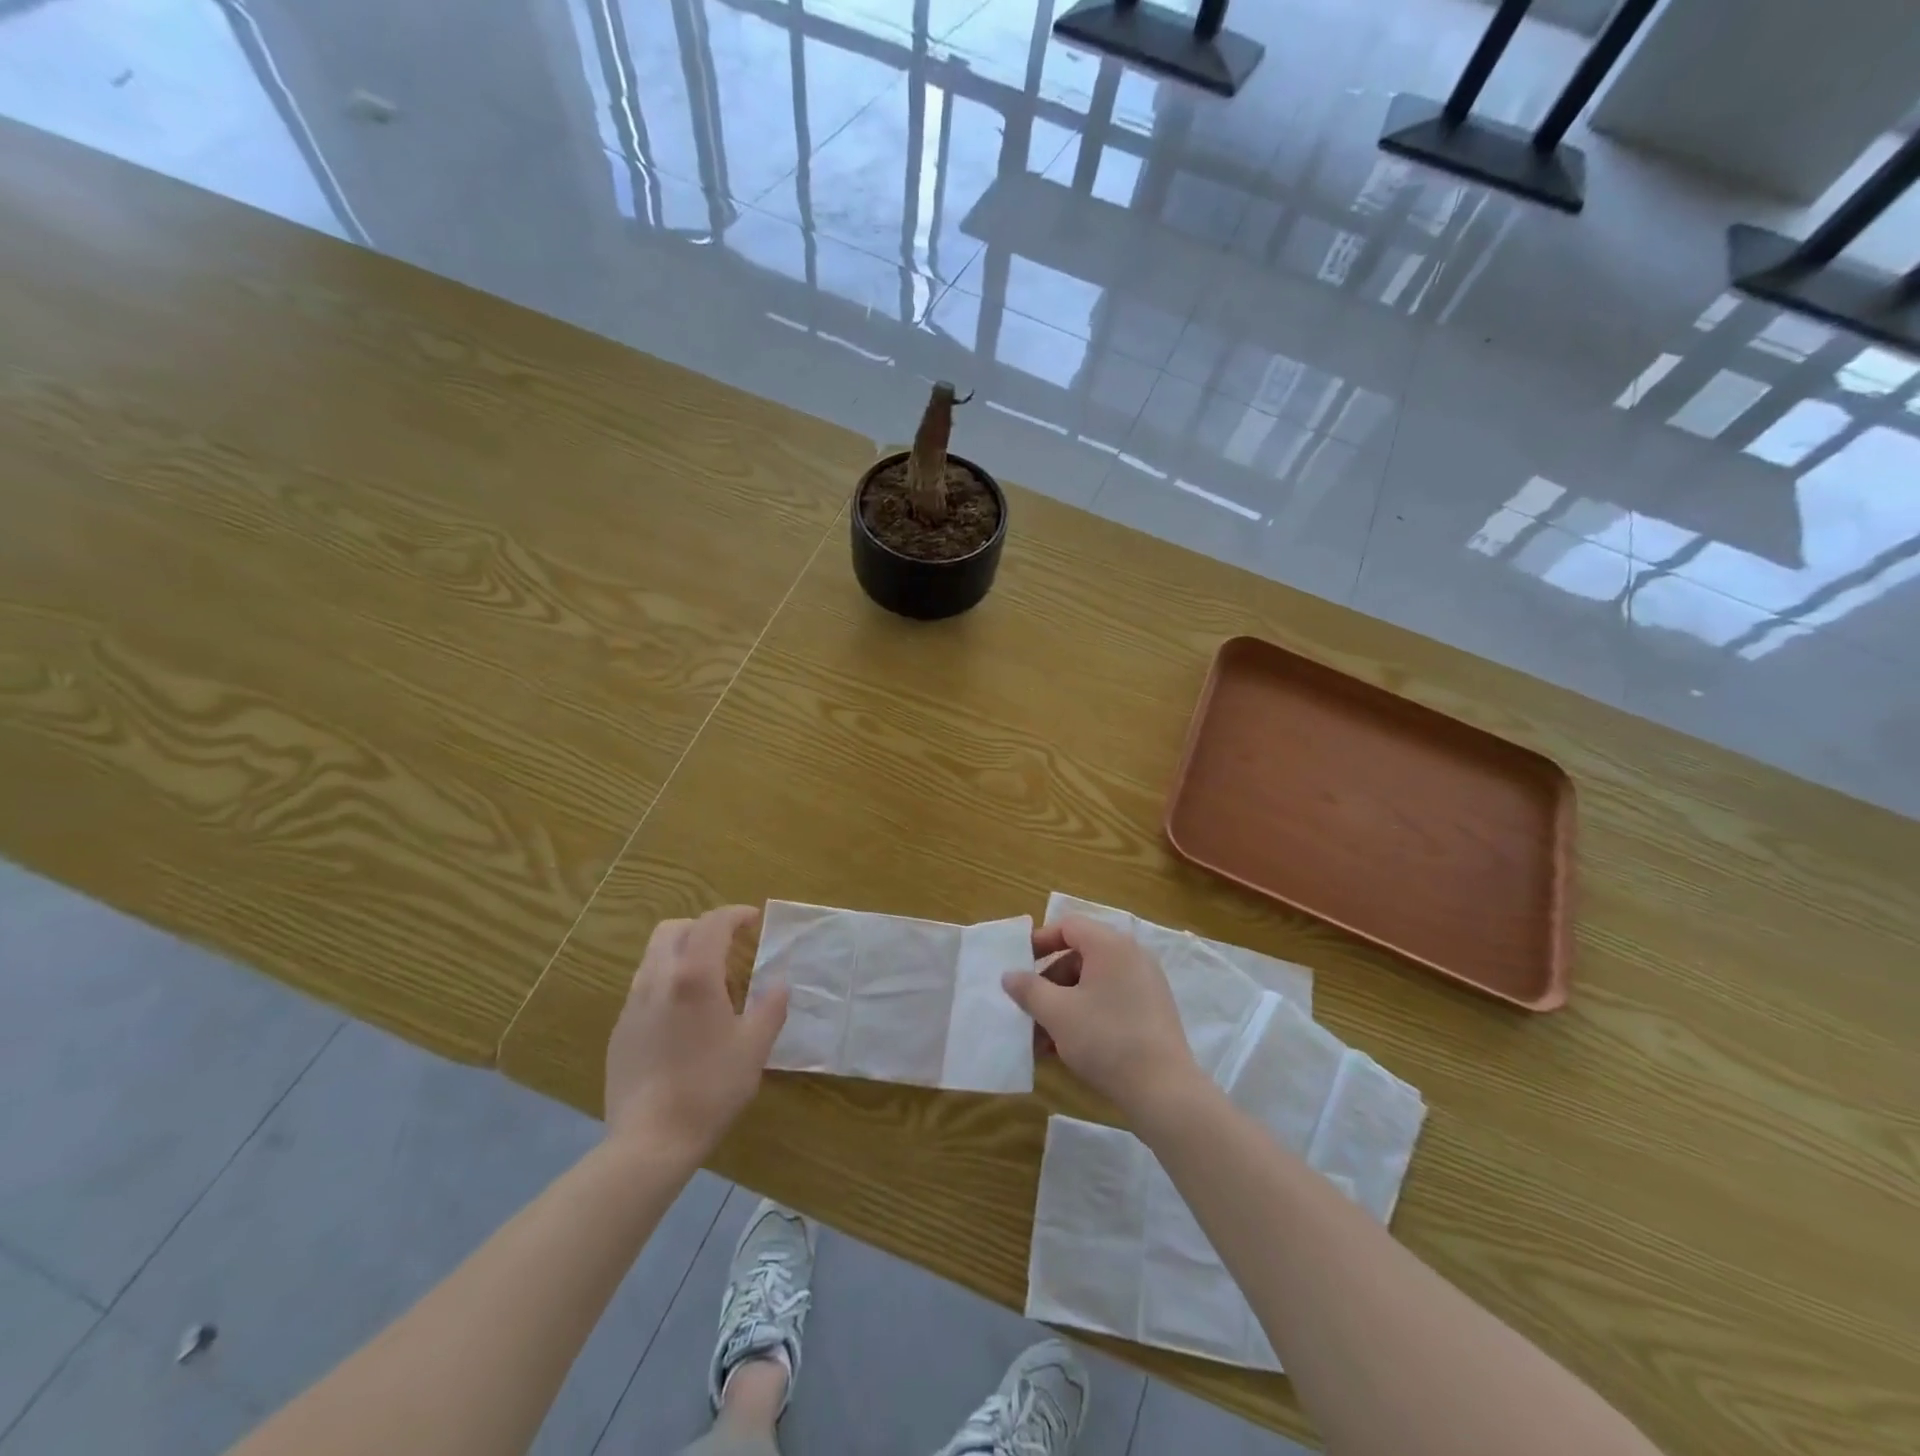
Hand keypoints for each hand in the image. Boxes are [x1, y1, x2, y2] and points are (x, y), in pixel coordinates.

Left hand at [604, 906, 788, 1160]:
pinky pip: (644, 987)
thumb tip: (779, 983)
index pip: (712, 924)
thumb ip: (771, 1007)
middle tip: (728, 944)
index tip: (754, 920)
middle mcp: (658, 979)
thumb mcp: (754, 1047)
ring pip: (654, 957)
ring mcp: (632, 1005)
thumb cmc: (710, 1088)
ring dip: (682, 952)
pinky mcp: (620, 1030)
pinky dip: (667, 982)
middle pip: (673, 929)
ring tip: (708, 979)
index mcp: (694, 976)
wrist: (649, 1141)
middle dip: (702, 926)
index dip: (735, 915)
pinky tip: (683, 1016)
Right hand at [1001, 915, 1202, 1123]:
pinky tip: (1065, 1049)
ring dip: (1063, 1005)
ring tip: (1040, 1040)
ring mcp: (1145, 985)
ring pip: (1092, 984)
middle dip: (1048, 983)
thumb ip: (1029, 989)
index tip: (1018, 966)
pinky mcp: (1151, 1012)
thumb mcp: (1057, 1013)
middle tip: (1028, 1010)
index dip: (1039, 941)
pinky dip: (1085, 1016)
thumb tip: (1010, 975)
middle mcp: (1131, 956)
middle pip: (1079, 956)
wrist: (1164, 1091)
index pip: (1068, 926)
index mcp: (1110, 945)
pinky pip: (1109, 1002)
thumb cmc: (1106, 1039)